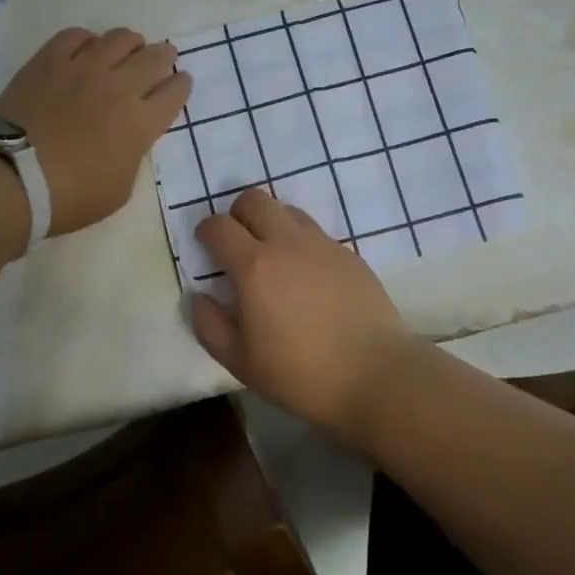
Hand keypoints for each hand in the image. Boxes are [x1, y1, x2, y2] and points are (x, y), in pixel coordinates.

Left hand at [0, 26, 191, 236]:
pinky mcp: (50, 60)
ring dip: (130, 44)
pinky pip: (76, 35)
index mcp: (141, 123)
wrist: (11, 179)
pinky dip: (87, 41)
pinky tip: (85, 51)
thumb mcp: (119, 190)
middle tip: (160, 61)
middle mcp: (120, 87)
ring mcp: (83, 68)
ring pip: (120, 38)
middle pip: (156, 57)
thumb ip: (133, 156)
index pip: (175, 92)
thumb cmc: (68, 198)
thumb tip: (131, 136)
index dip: (181, 86)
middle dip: (164, 57)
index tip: (178, 85)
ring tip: (125, 51)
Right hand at [188, 188, 416, 436]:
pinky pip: (315, 233)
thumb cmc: (300, 373)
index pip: (219, 226)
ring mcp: (321, 244)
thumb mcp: (240, 361)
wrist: (375, 374)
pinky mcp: (348, 254)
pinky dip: (300, 242)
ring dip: (271, 223)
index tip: (205, 245)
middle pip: (254, 199)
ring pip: (287, 210)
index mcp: (253, 265)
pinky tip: (307, 276)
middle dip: (237, 214)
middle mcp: (286, 242)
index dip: (206, 230)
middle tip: (237, 244)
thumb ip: (209, 325)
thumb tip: (199, 296)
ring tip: (272, 257)